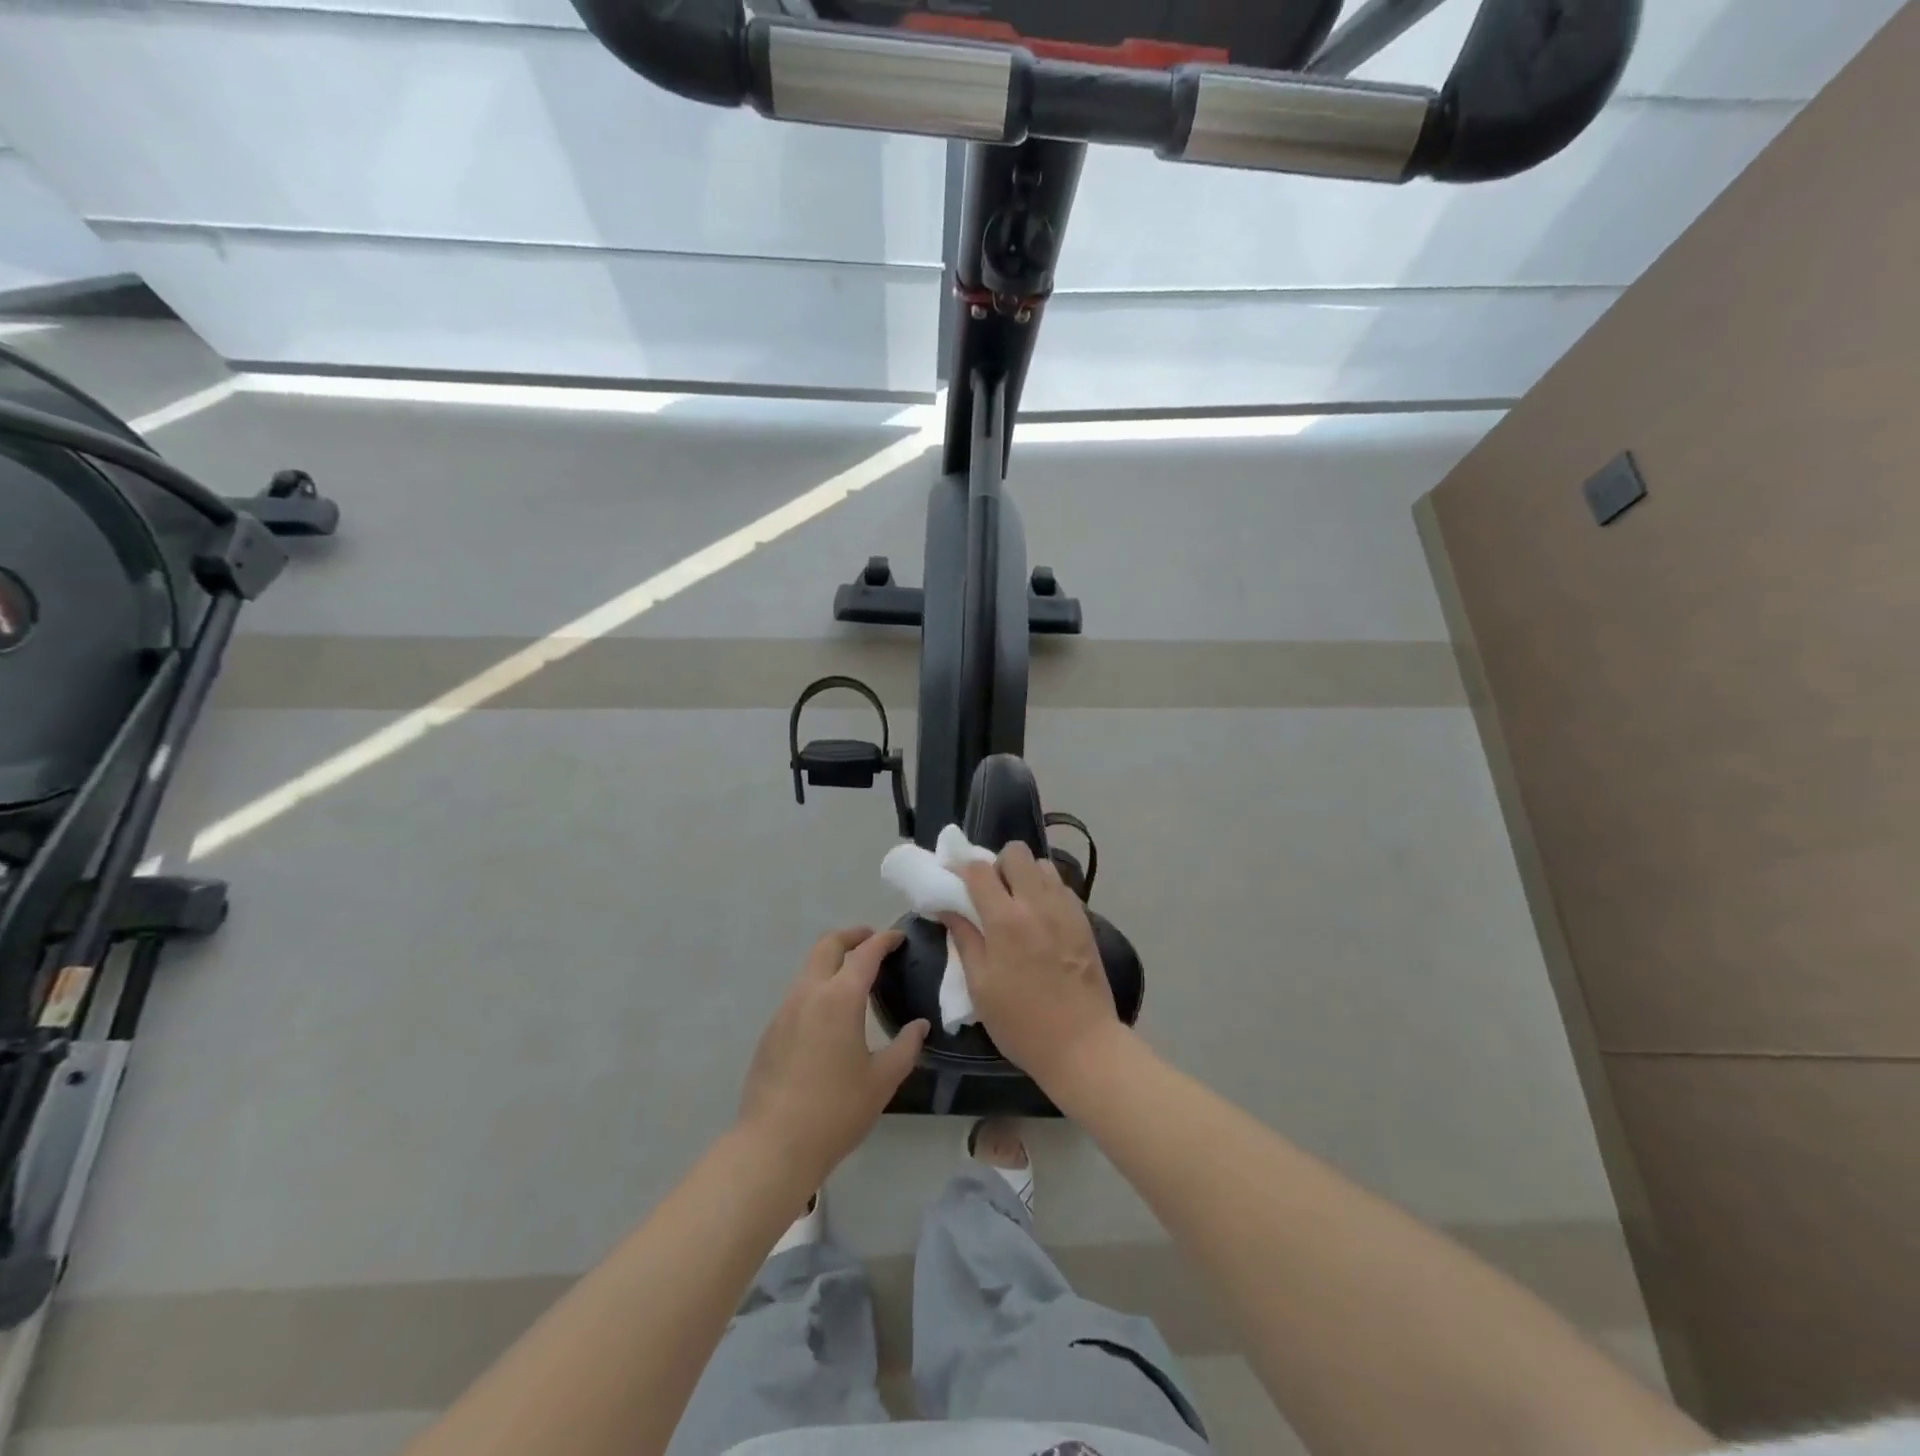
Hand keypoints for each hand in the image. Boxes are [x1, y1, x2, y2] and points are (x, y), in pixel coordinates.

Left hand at [738, 927, 927, 1185]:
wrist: (774, 1145)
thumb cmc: (836, 1111)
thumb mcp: (883, 1080)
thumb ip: (906, 1046)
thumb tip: (920, 1026)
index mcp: (840, 998)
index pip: (865, 953)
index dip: (884, 940)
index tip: (899, 937)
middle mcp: (809, 993)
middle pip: (828, 945)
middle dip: (852, 936)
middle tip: (874, 943)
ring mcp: (784, 1010)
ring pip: (809, 967)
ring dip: (833, 961)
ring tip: (855, 978)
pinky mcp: (771, 1031)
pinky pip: (798, 994)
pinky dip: (818, 986)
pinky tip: (830, 1015)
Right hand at [946, 844, 1121, 1089]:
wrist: (1082, 1045)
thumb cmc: (1021, 1023)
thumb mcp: (980, 986)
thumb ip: (964, 939)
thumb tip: (947, 908)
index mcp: (1006, 920)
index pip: (979, 870)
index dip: (961, 868)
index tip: (952, 879)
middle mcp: (1038, 904)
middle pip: (1016, 852)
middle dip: (998, 864)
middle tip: (990, 894)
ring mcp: (1066, 909)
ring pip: (1043, 864)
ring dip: (1025, 875)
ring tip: (1017, 904)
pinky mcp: (1084, 920)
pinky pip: (1061, 887)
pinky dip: (1046, 891)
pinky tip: (1040, 919)